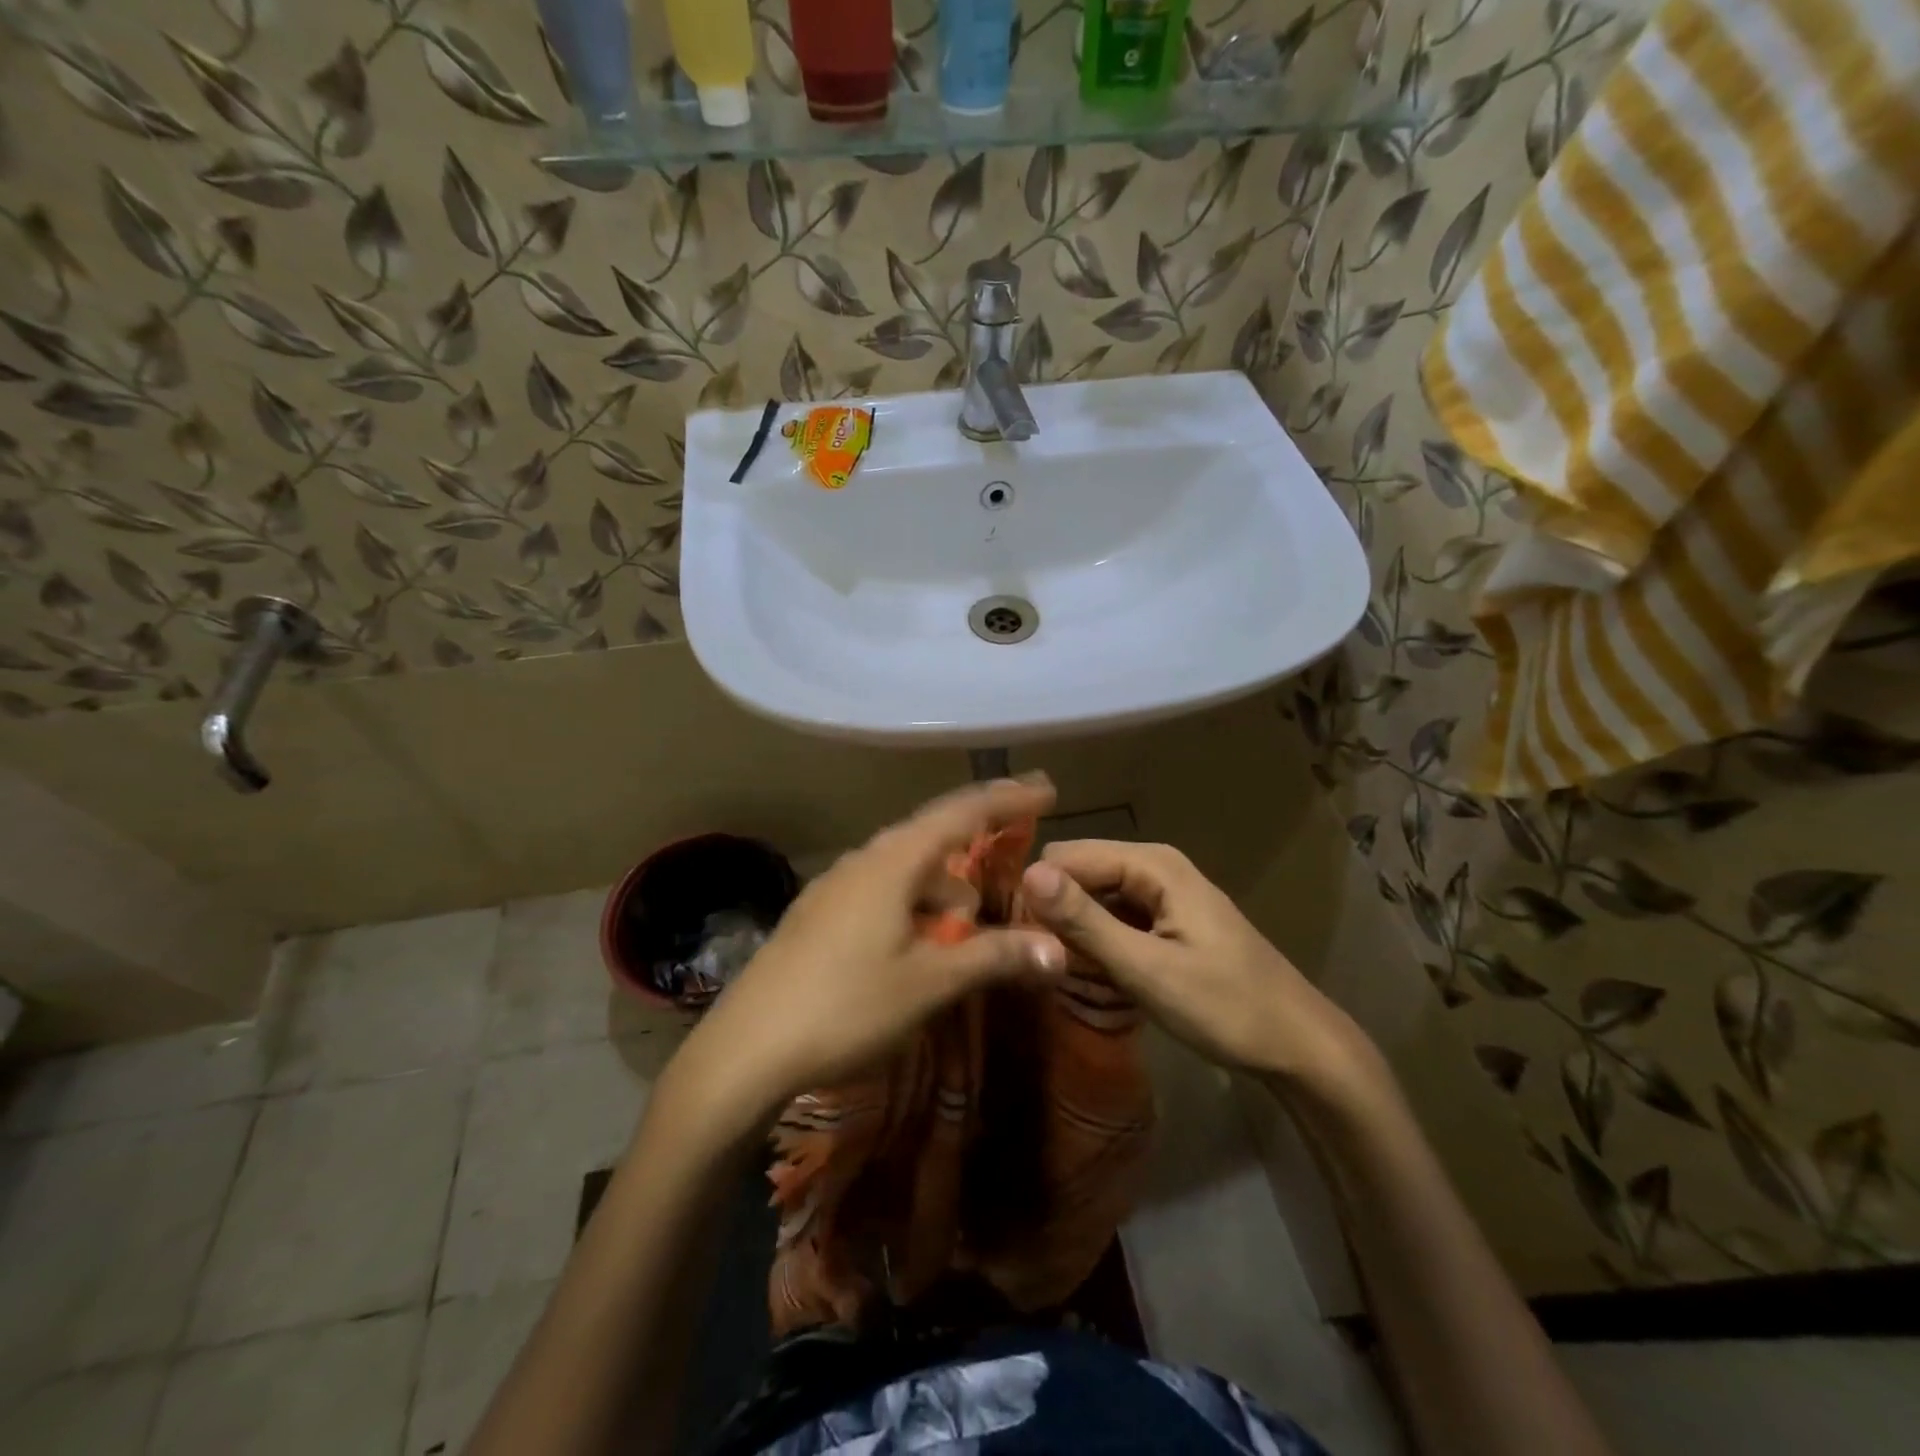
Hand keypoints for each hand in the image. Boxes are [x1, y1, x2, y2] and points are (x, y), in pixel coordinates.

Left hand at [665, 778, 1067, 1135]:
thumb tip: (1056, 948)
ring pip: (904, 867)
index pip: (961, 814)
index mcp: (892, 862)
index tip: (1046, 790)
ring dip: (943, 884)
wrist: (745, 1048)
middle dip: (976, 838)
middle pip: (931, 833)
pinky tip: (914, 941)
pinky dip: (913, 901)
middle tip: (1015, 844)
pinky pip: (880, 889)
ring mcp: (833, 886)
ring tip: (966, 922)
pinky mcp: (817, 914)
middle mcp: (862, 860)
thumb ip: (993, 957)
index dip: (1007, 800)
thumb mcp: (928, 984)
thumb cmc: (845, 1007)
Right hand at [1021, 841, 1375, 1089]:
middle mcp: (1154, 866)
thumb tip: (1027, 873)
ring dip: (1074, 931)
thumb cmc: (1225, 1007)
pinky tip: (1094, 976)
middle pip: (1078, 873)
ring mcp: (1162, 893)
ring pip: (1093, 898)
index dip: (1038, 892)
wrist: (1298, 1045)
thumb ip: (1086, 921)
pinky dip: (1098, 943)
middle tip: (1046, 963)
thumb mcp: (1147, 969)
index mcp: (1152, 864)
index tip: (1018, 940)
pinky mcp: (1165, 920)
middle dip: (1055, 912)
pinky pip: (1113, 918)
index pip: (1066, 856)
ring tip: (1065, 974)